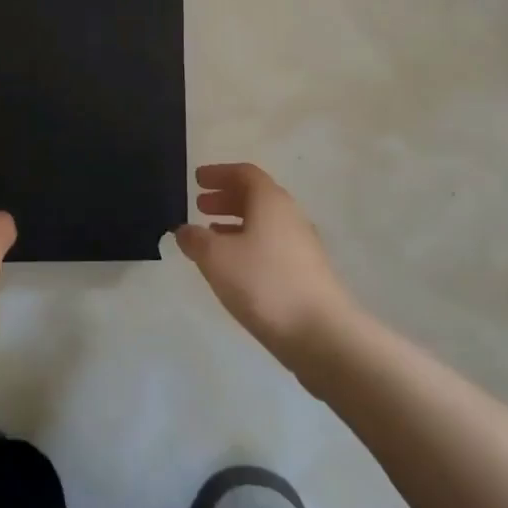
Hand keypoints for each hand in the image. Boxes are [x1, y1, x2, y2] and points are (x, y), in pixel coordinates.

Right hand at [175, 163, 354, 353]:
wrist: (322, 334)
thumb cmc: (264, 283)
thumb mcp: (216, 258)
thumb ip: (195, 239)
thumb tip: (185, 230)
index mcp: (270, 202)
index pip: (244, 173)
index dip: (219, 173)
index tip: (197, 179)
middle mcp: (290, 216)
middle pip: (256, 196)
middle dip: (225, 198)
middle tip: (200, 205)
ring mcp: (302, 246)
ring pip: (264, 223)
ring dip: (236, 222)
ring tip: (210, 235)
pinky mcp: (306, 273)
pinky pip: (271, 245)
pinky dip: (248, 244)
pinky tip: (234, 266)